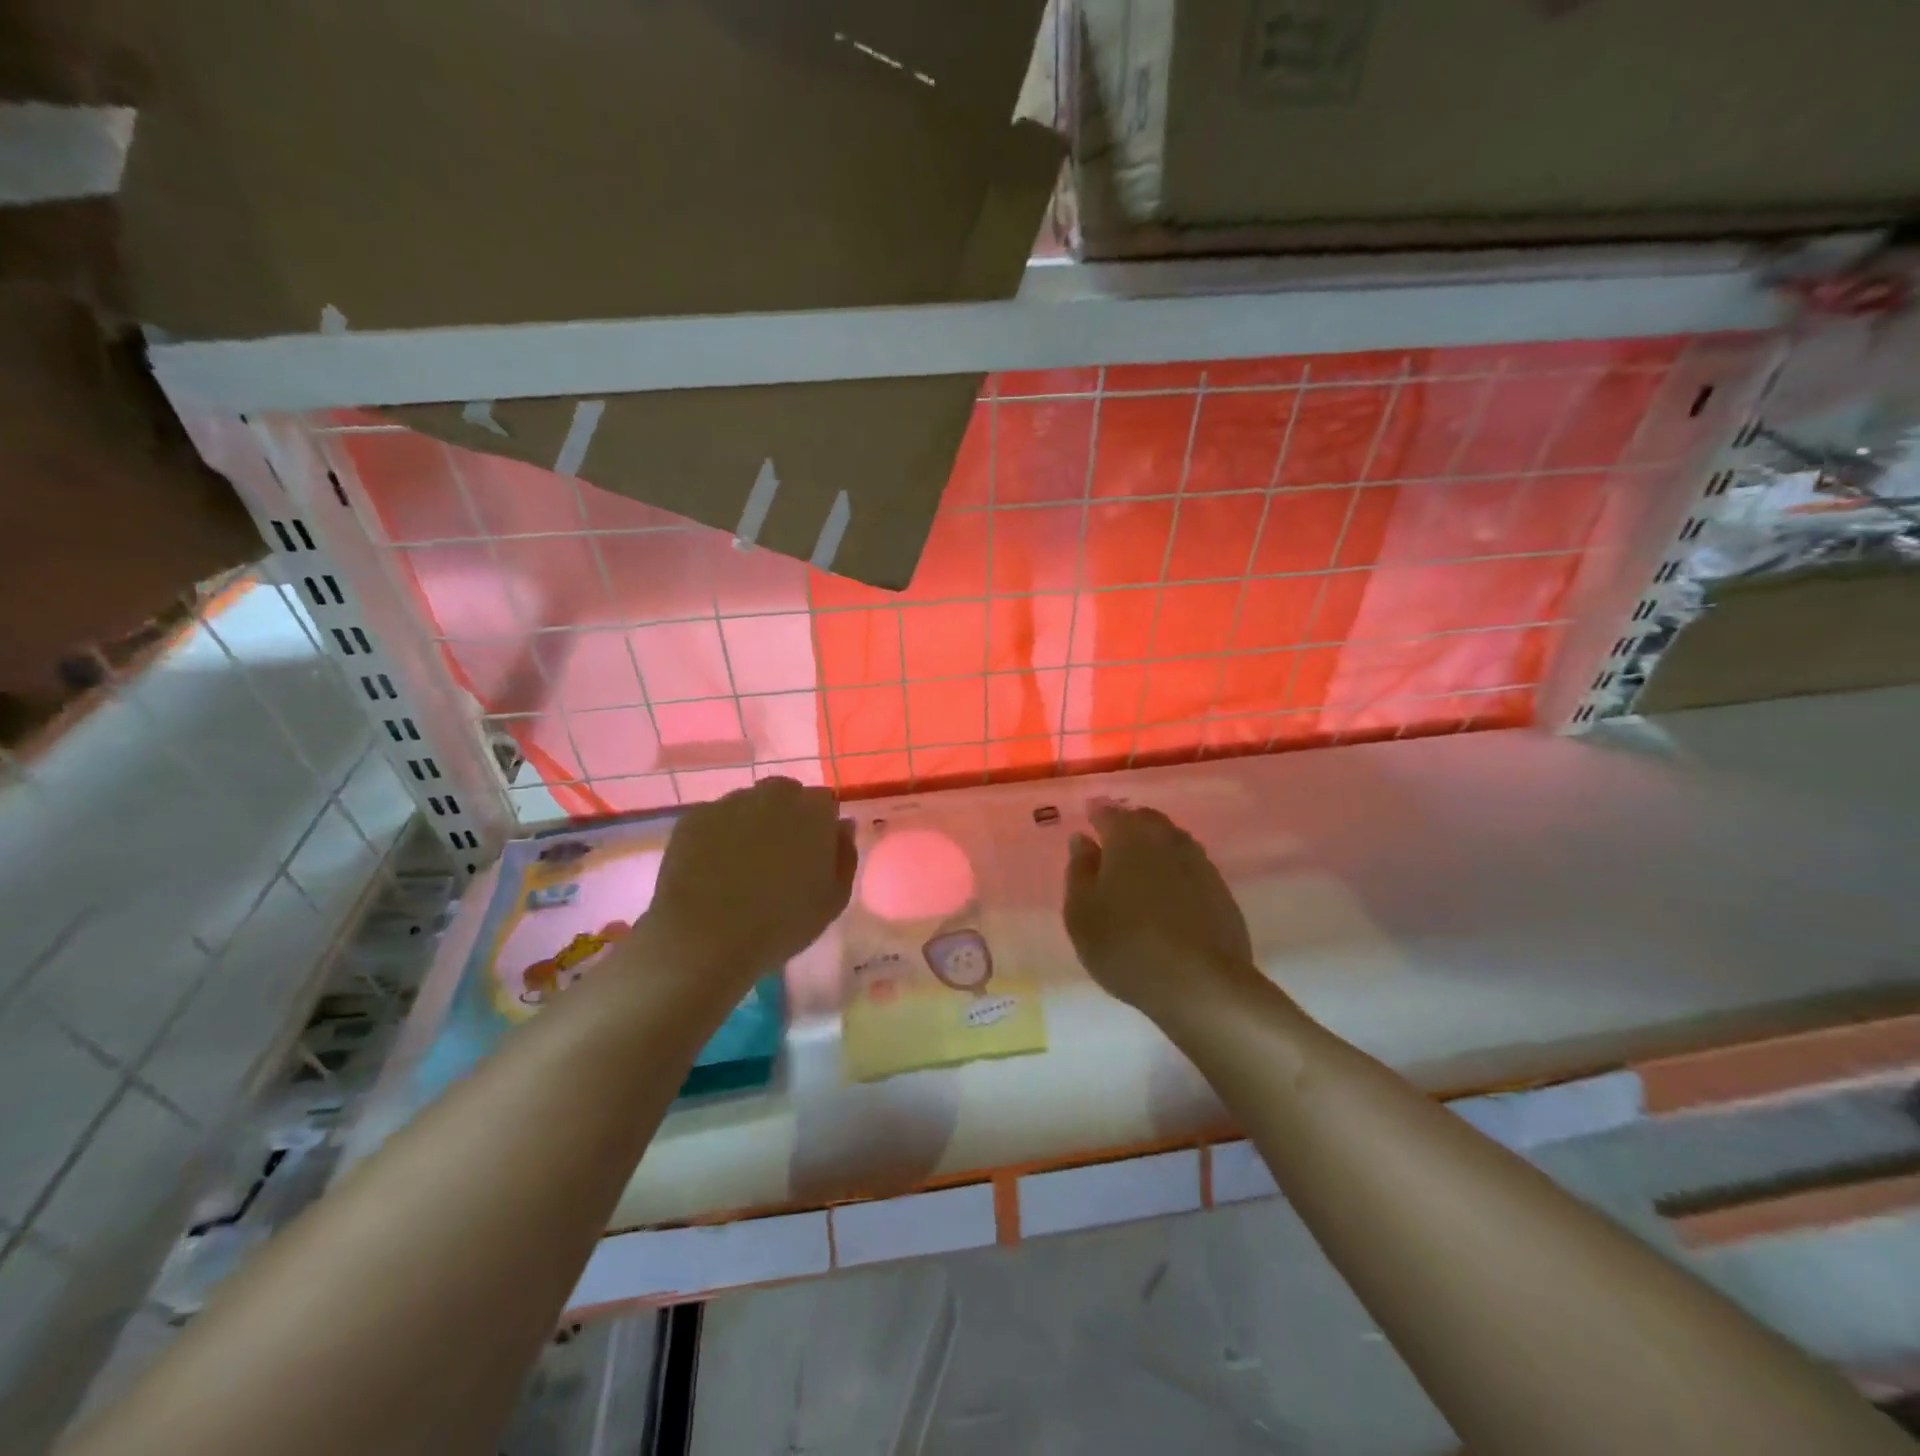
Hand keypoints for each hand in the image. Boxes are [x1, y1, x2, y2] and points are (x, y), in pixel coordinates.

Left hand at [641, 778, 855, 995]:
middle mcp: (773, 795)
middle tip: (780, 857)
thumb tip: (841, 826)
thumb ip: (845, 855)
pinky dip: (719, 835)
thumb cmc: (780, 923)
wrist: (703, 936)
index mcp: (814, 811)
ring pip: (749, 804)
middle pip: (786, 795)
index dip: (821, 826)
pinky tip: (713, 868)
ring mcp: (729, 802)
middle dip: (787, 817)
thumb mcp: (833, 900)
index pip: (825, 803)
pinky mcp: (694, 817)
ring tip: (743, 865)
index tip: (815, 854)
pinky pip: (715, 819)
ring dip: (752, 824)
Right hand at [1064, 804, 1254, 1018]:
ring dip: (1154, 848)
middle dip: (1128, 826)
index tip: (1089, 822)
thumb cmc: (1125, 944)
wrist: (1200, 983)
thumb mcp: (1081, 912)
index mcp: (1128, 836)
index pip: (1108, 813)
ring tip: (1139, 871)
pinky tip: (1168, 895)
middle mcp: (1166, 838)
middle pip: (1144, 820)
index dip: (1096, 816)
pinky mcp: (1221, 889)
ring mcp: (1199, 862)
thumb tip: (1083, 840)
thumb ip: (1079, 870)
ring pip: (1171, 841)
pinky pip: (1190, 867)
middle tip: (1112, 845)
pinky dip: (1175, 872)